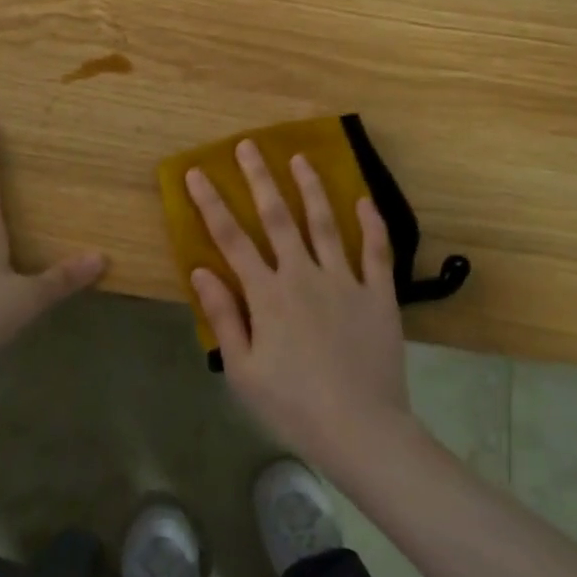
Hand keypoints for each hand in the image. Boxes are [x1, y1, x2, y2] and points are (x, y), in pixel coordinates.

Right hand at [187, 142, 412, 470]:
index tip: (197, 173)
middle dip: (259, 179)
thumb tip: (200, 271)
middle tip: (248, 146)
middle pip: (277, 218)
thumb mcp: (242, 370)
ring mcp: (344, 281)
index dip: (211, 204)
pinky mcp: (378, 295)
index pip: (231, 239)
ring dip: (310, 188)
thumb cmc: (292, 405)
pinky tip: (364, 200)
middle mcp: (303, 276)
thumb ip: (223, 316)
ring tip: (300, 158)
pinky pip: (377, 251)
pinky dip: (371, 224)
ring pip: (325, 223)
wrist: (361, 430)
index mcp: (266, 294)